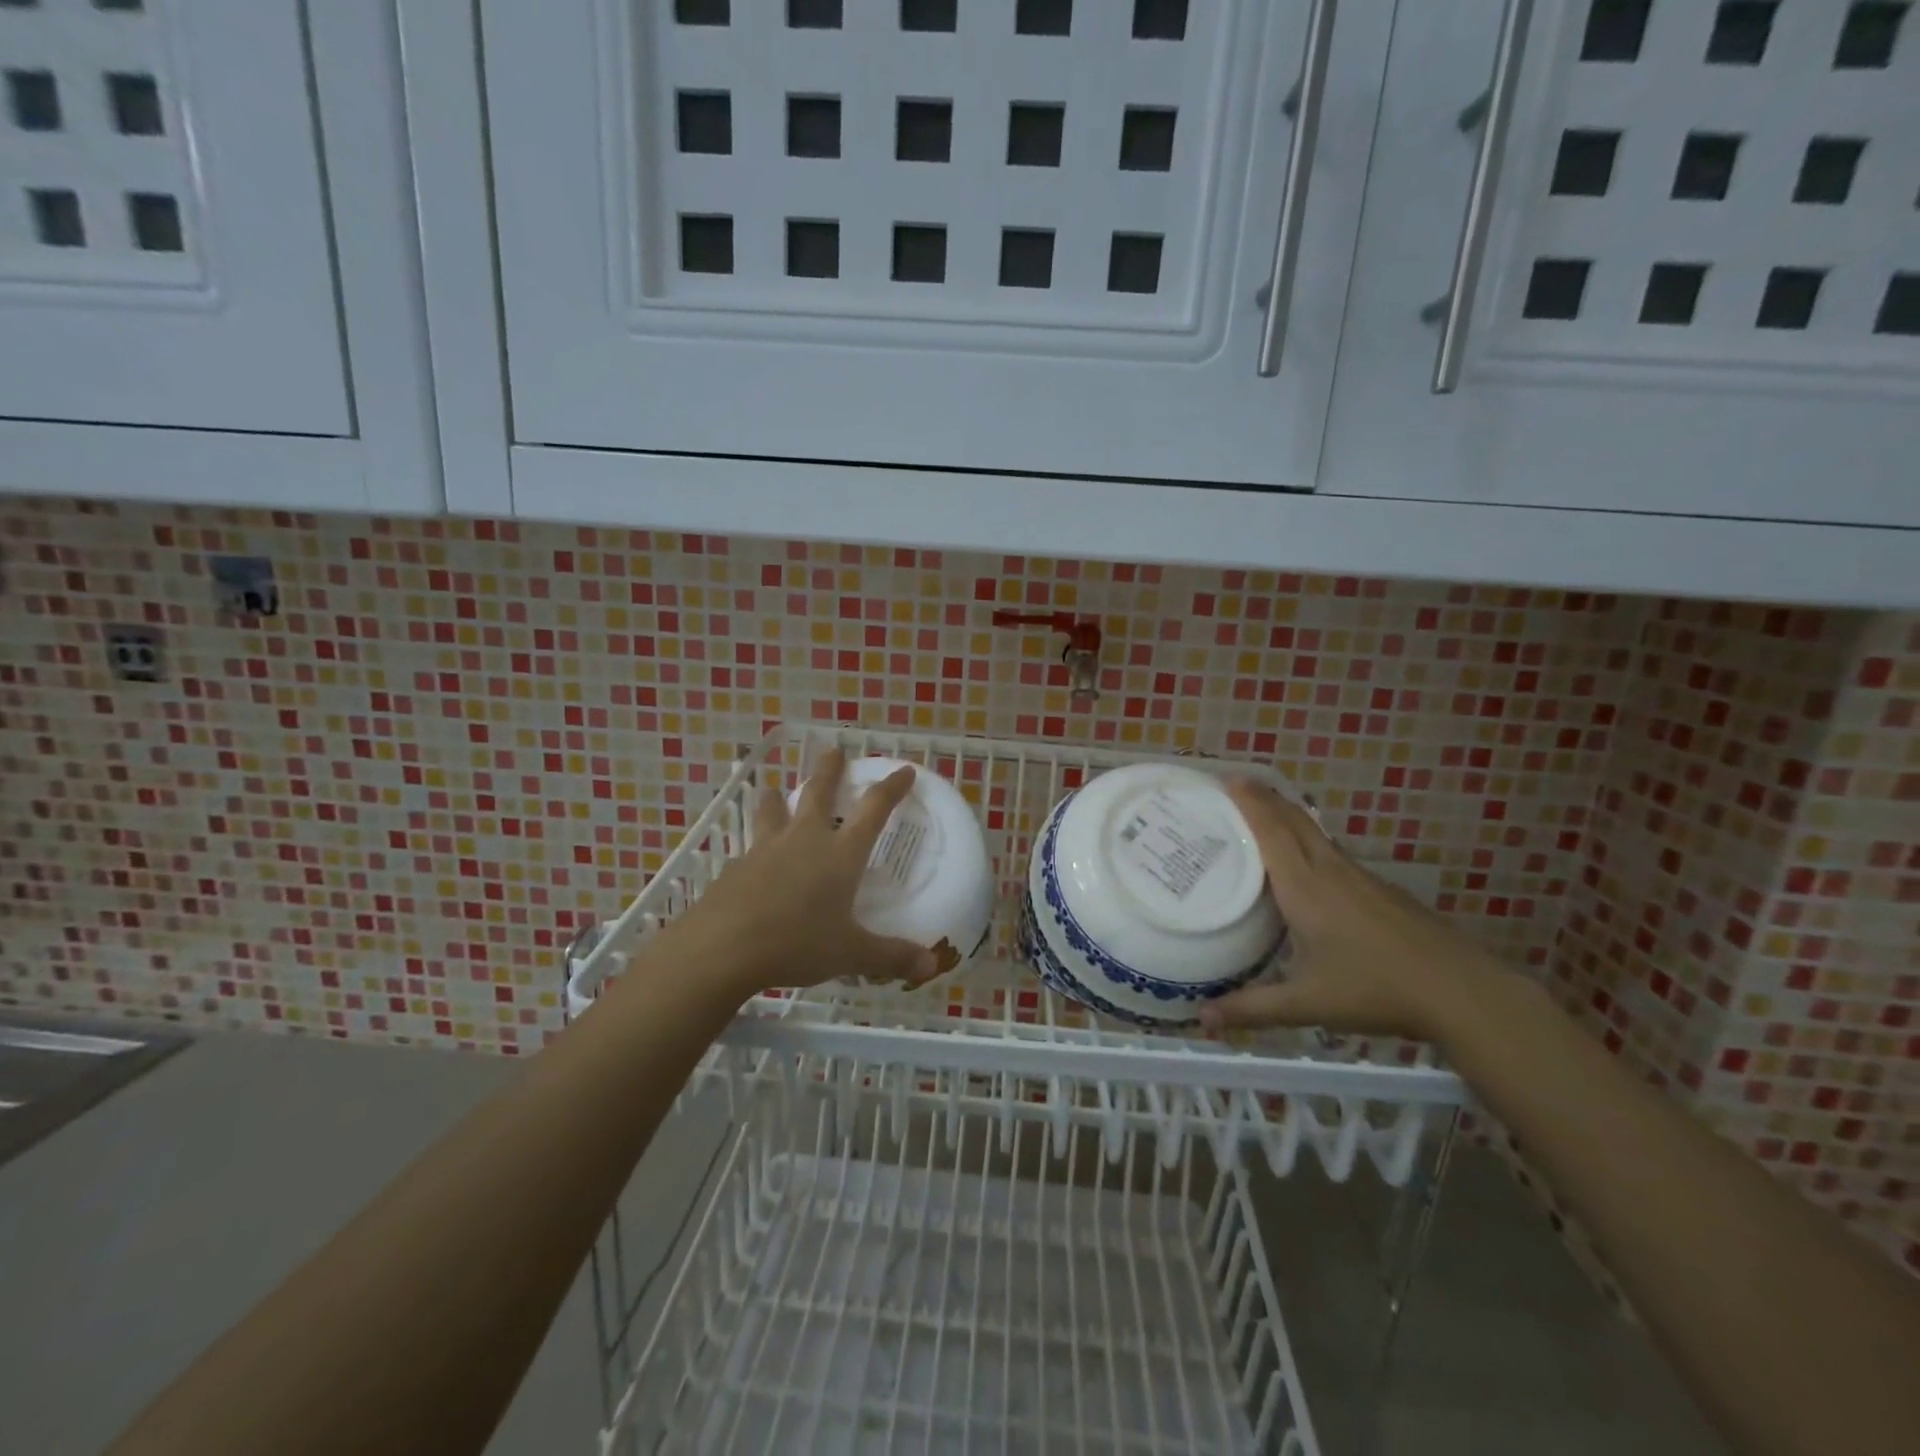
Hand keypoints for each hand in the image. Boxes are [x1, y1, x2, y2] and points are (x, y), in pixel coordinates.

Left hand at [661, 748, 940, 998]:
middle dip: (828, 770)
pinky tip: (752, 859)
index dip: (892, 788)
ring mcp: (765, 850)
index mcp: (840, 854)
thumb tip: (931, 967)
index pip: (874, 809)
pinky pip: (750, 846)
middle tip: (833, 750)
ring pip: (772, 810)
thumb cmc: (797, 943)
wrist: (722, 948)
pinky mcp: (736, 867)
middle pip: (817, 792)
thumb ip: (891, 957)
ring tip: (773, 789)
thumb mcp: (850, 954)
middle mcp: (804, 840)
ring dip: (776, 797)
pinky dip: (756, 844)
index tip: (904, 770)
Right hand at [1199, 780, 1506, 1039]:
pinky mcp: (1381, 890)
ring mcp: (1361, 878)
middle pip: (1295, 821)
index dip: (1250, 802)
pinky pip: (1334, 852)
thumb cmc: (1375, 988)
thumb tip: (1203, 1020)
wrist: (1461, 991)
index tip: (1228, 778)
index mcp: (1305, 887)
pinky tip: (1310, 864)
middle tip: (1238, 784)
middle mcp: (1330, 871)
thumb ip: (1252, 1008)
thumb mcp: (1307, 1002)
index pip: (1272, 831)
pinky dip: (1310, 841)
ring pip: (1317, 834)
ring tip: (1266, 815)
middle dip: (1266, 798)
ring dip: (1289, 816)